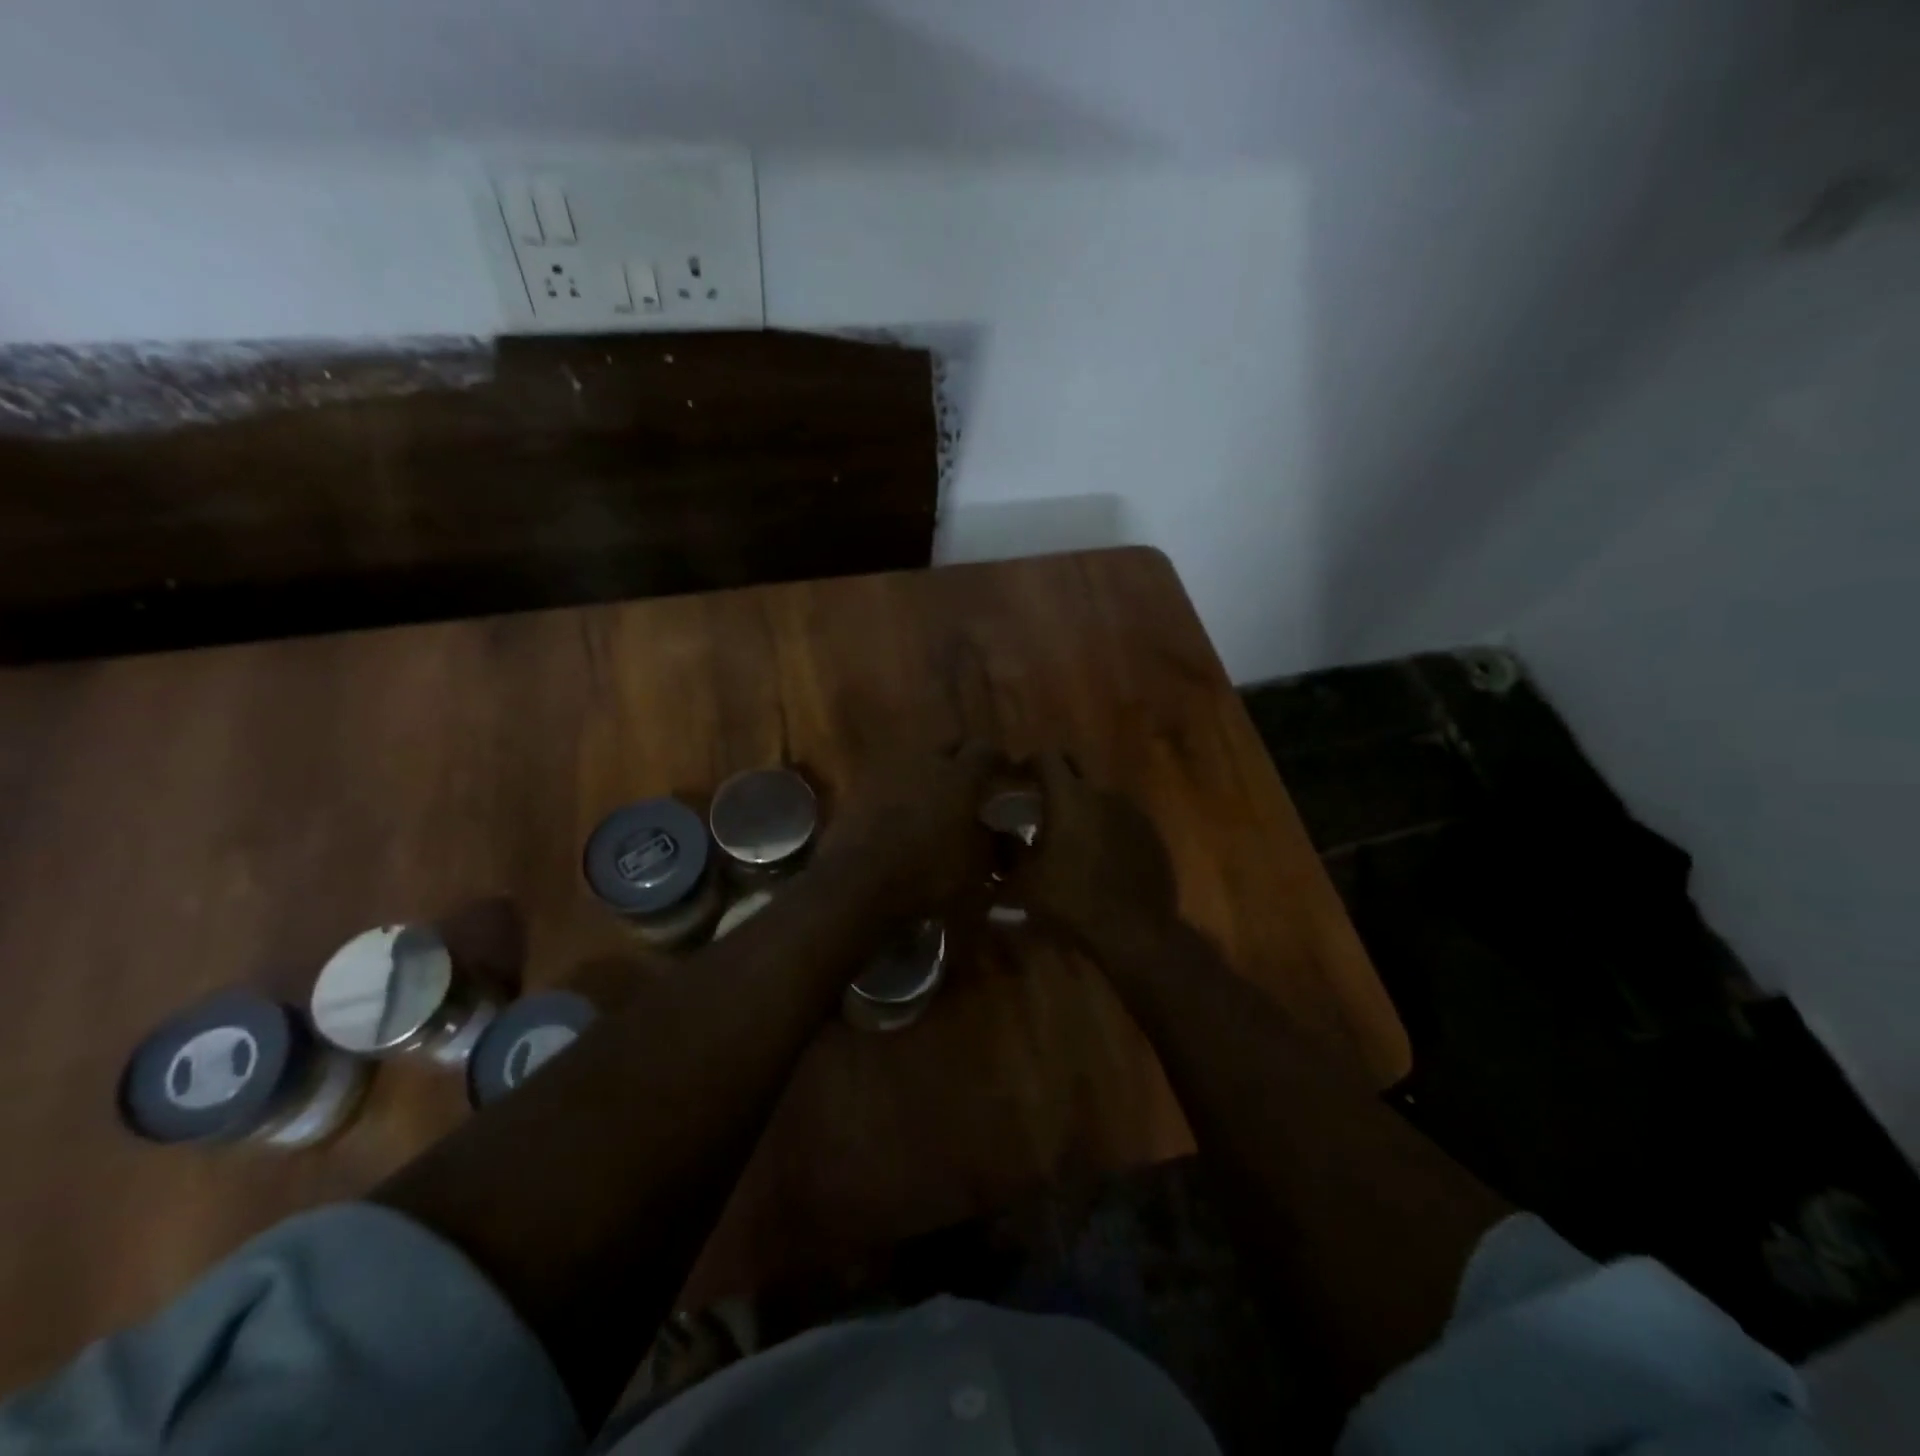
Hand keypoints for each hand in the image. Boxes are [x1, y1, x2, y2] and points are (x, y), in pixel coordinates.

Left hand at [817, 742, 1006, 919]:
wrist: (854, 884)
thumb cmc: (926, 874)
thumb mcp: (975, 869)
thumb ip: (993, 845)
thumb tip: (1004, 834)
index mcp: (958, 776)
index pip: (985, 751)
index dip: (999, 761)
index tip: (1007, 773)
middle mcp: (923, 763)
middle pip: (947, 747)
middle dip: (961, 760)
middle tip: (970, 782)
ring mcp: (885, 774)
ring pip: (915, 764)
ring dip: (927, 776)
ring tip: (934, 801)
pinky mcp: (856, 792)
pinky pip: (887, 784)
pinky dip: (899, 795)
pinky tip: (901, 817)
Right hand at [1008, 752, 1179, 953]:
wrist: (1135, 932)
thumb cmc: (1071, 902)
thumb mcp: (1024, 881)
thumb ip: (1010, 850)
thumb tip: (1001, 835)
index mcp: (1069, 797)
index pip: (1046, 757)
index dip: (1028, 763)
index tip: (1017, 779)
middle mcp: (1103, 793)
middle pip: (1075, 768)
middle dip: (1057, 778)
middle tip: (1041, 802)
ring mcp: (1132, 812)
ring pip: (1099, 796)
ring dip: (1082, 807)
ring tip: (1071, 836)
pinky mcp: (1151, 834)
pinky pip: (1121, 819)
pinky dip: (1106, 828)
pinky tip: (1099, 856)